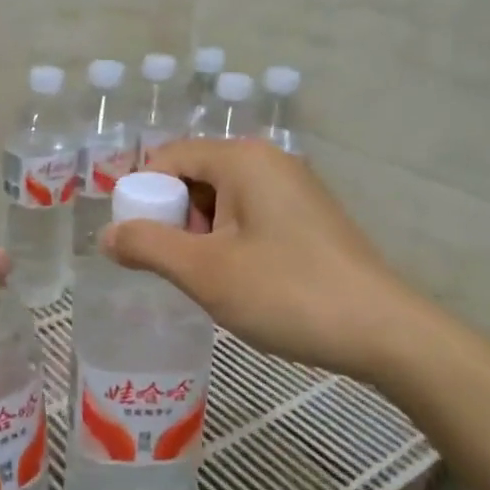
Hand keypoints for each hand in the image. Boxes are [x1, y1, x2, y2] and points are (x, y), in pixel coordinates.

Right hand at [101, 140, 424, 384]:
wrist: (383, 331)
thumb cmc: (287, 293)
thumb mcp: (205, 273)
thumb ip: (147, 246)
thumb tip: (106, 235)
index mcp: (242, 159)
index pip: (168, 158)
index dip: (142, 197)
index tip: (136, 246)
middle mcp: (269, 160)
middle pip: (195, 176)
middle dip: (174, 220)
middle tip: (175, 269)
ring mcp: (294, 187)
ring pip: (222, 200)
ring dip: (202, 236)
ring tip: (208, 282)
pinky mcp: (309, 216)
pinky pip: (250, 216)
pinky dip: (231, 242)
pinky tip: (240, 282)